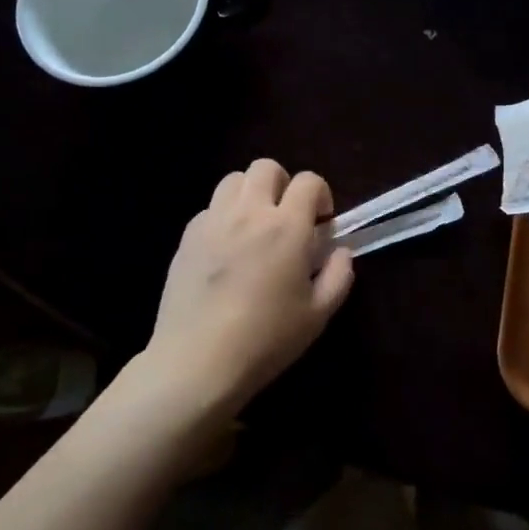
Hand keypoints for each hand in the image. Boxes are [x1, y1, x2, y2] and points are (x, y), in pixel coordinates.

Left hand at [141, 159, 354, 413]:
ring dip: (250, 193)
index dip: (321, 195)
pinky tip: (226, 249)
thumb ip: (338, 275)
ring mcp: (213, 222)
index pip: (309, 181)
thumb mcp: (318, 314)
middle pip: (266, 167)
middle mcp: (250, 213)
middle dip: (283, 184)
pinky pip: (209, 208)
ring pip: (233, 180)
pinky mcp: (187, 238)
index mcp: (287, 227)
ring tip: (255, 226)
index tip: (321, 223)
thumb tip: (341, 251)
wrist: (197, 362)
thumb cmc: (266, 340)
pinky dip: (223, 217)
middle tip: (287, 218)